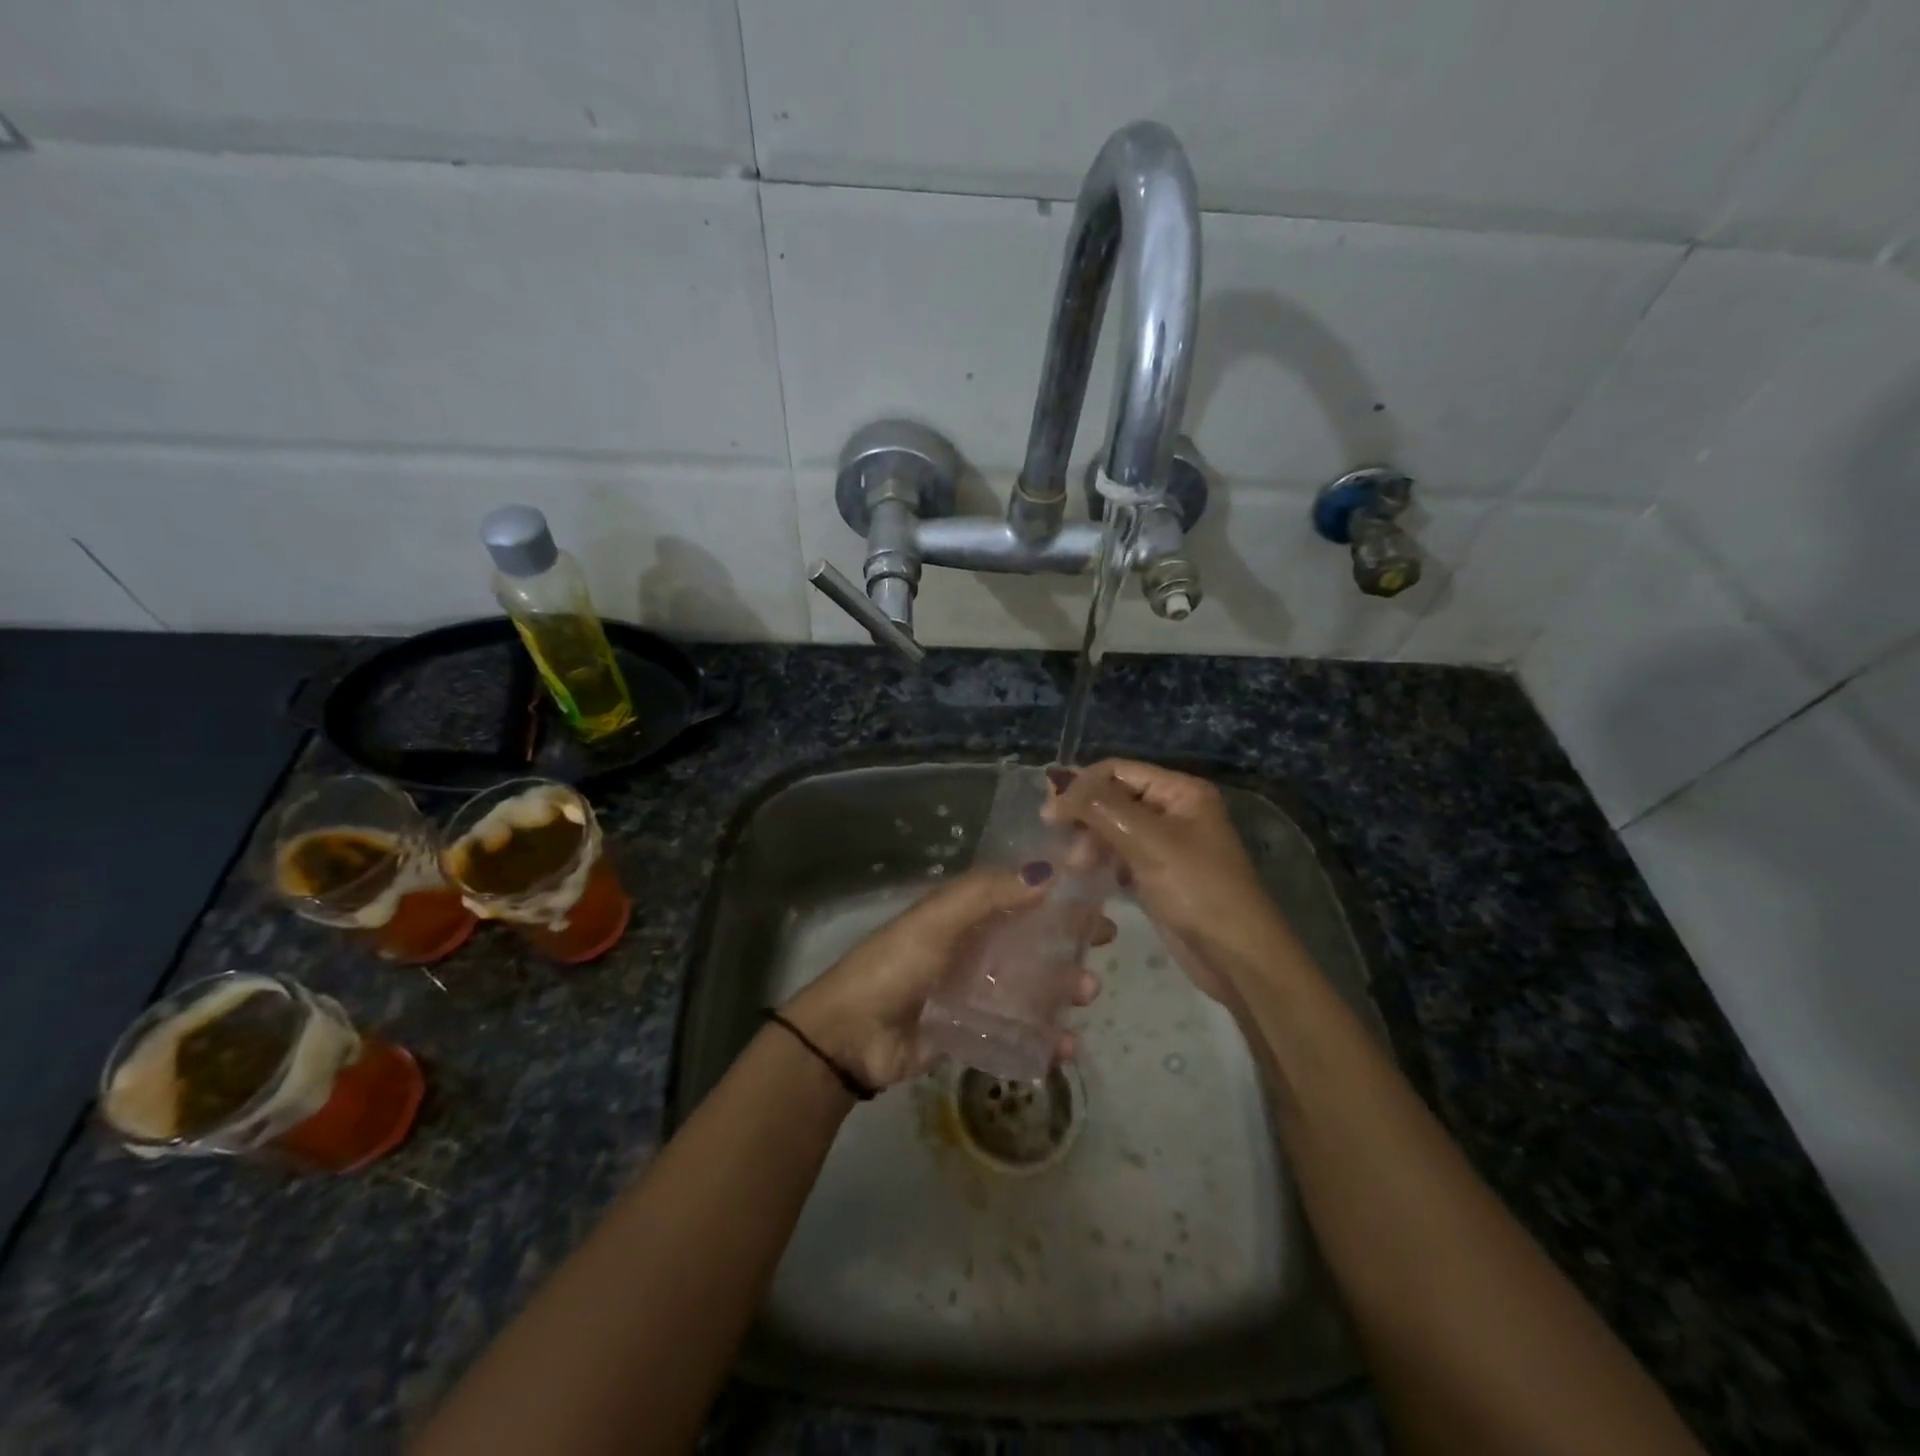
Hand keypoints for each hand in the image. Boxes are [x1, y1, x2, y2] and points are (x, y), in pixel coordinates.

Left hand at [783, 866, 1111, 1091]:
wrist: (851, 1037)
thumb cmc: (895, 966)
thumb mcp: (937, 920)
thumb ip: (987, 894)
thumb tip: (1049, 870)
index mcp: (964, 913)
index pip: (1020, 893)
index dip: (1058, 891)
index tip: (1097, 893)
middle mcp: (974, 947)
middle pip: (1033, 938)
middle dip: (1070, 939)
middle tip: (1104, 945)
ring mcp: (976, 990)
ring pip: (1033, 984)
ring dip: (1064, 987)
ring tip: (1086, 995)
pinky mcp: (975, 1031)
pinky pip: (1019, 1031)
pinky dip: (1045, 1037)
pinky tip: (1065, 1047)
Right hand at [1043, 759, 1287, 1002]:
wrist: (1235, 956)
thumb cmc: (1197, 889)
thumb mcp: (1149, 841)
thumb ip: (1102, 808)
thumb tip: (1059, 786)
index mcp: (1180, 791)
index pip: (1118, 770)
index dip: (1082, 785)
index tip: (1049, 813)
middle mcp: (1173, 810)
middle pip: (1114, 797)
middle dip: (1085, 816)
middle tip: (1059, 842)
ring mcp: (1165, 843)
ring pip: (1113, 828)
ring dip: (1089, 841)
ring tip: (1074, 866)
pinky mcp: (1156, 873)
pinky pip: (1119, 854)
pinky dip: (1100, 860)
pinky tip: (1084, 874)